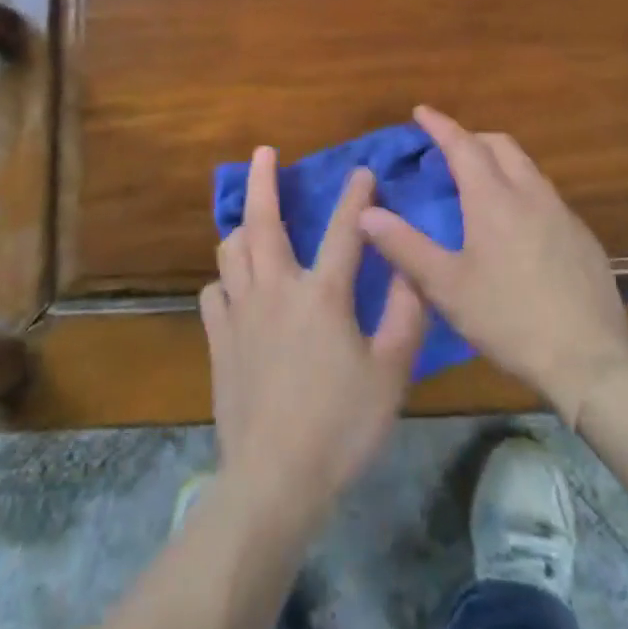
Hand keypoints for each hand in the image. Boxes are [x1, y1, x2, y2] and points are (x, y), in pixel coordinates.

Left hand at [201, 147, 427, 537]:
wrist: (274, 476)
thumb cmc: (341, 426)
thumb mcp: (390, 375)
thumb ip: (405, 317)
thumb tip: (413, 271)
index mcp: (322, 294)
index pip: (343, 230)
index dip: (355, 197)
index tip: (362, 171)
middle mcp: (276, 289)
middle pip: (264, 221)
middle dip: (263, 181)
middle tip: (261, 152)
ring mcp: (240, 312)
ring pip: (231, 251)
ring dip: (241, 227)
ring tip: (250, 220)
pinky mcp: (218, 338)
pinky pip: (214, 292)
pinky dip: (225, 280)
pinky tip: (234, 288)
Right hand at [359, 106, 627, 420]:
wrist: (590, 360)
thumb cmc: (509, 319)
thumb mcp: (445, 287)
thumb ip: (403, 246)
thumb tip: (365, 212)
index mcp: (494, 200)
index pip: (463, 145)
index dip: (440, 125)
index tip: (421, 111)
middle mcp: (531, 195)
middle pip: (501, 146)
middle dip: (471, 137)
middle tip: (446, 149)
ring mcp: (563, 215)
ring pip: (527, 168)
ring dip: (499, 161)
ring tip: (478, 182)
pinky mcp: (582, 238)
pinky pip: (546, 195)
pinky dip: (521, 189)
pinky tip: (515, 224)